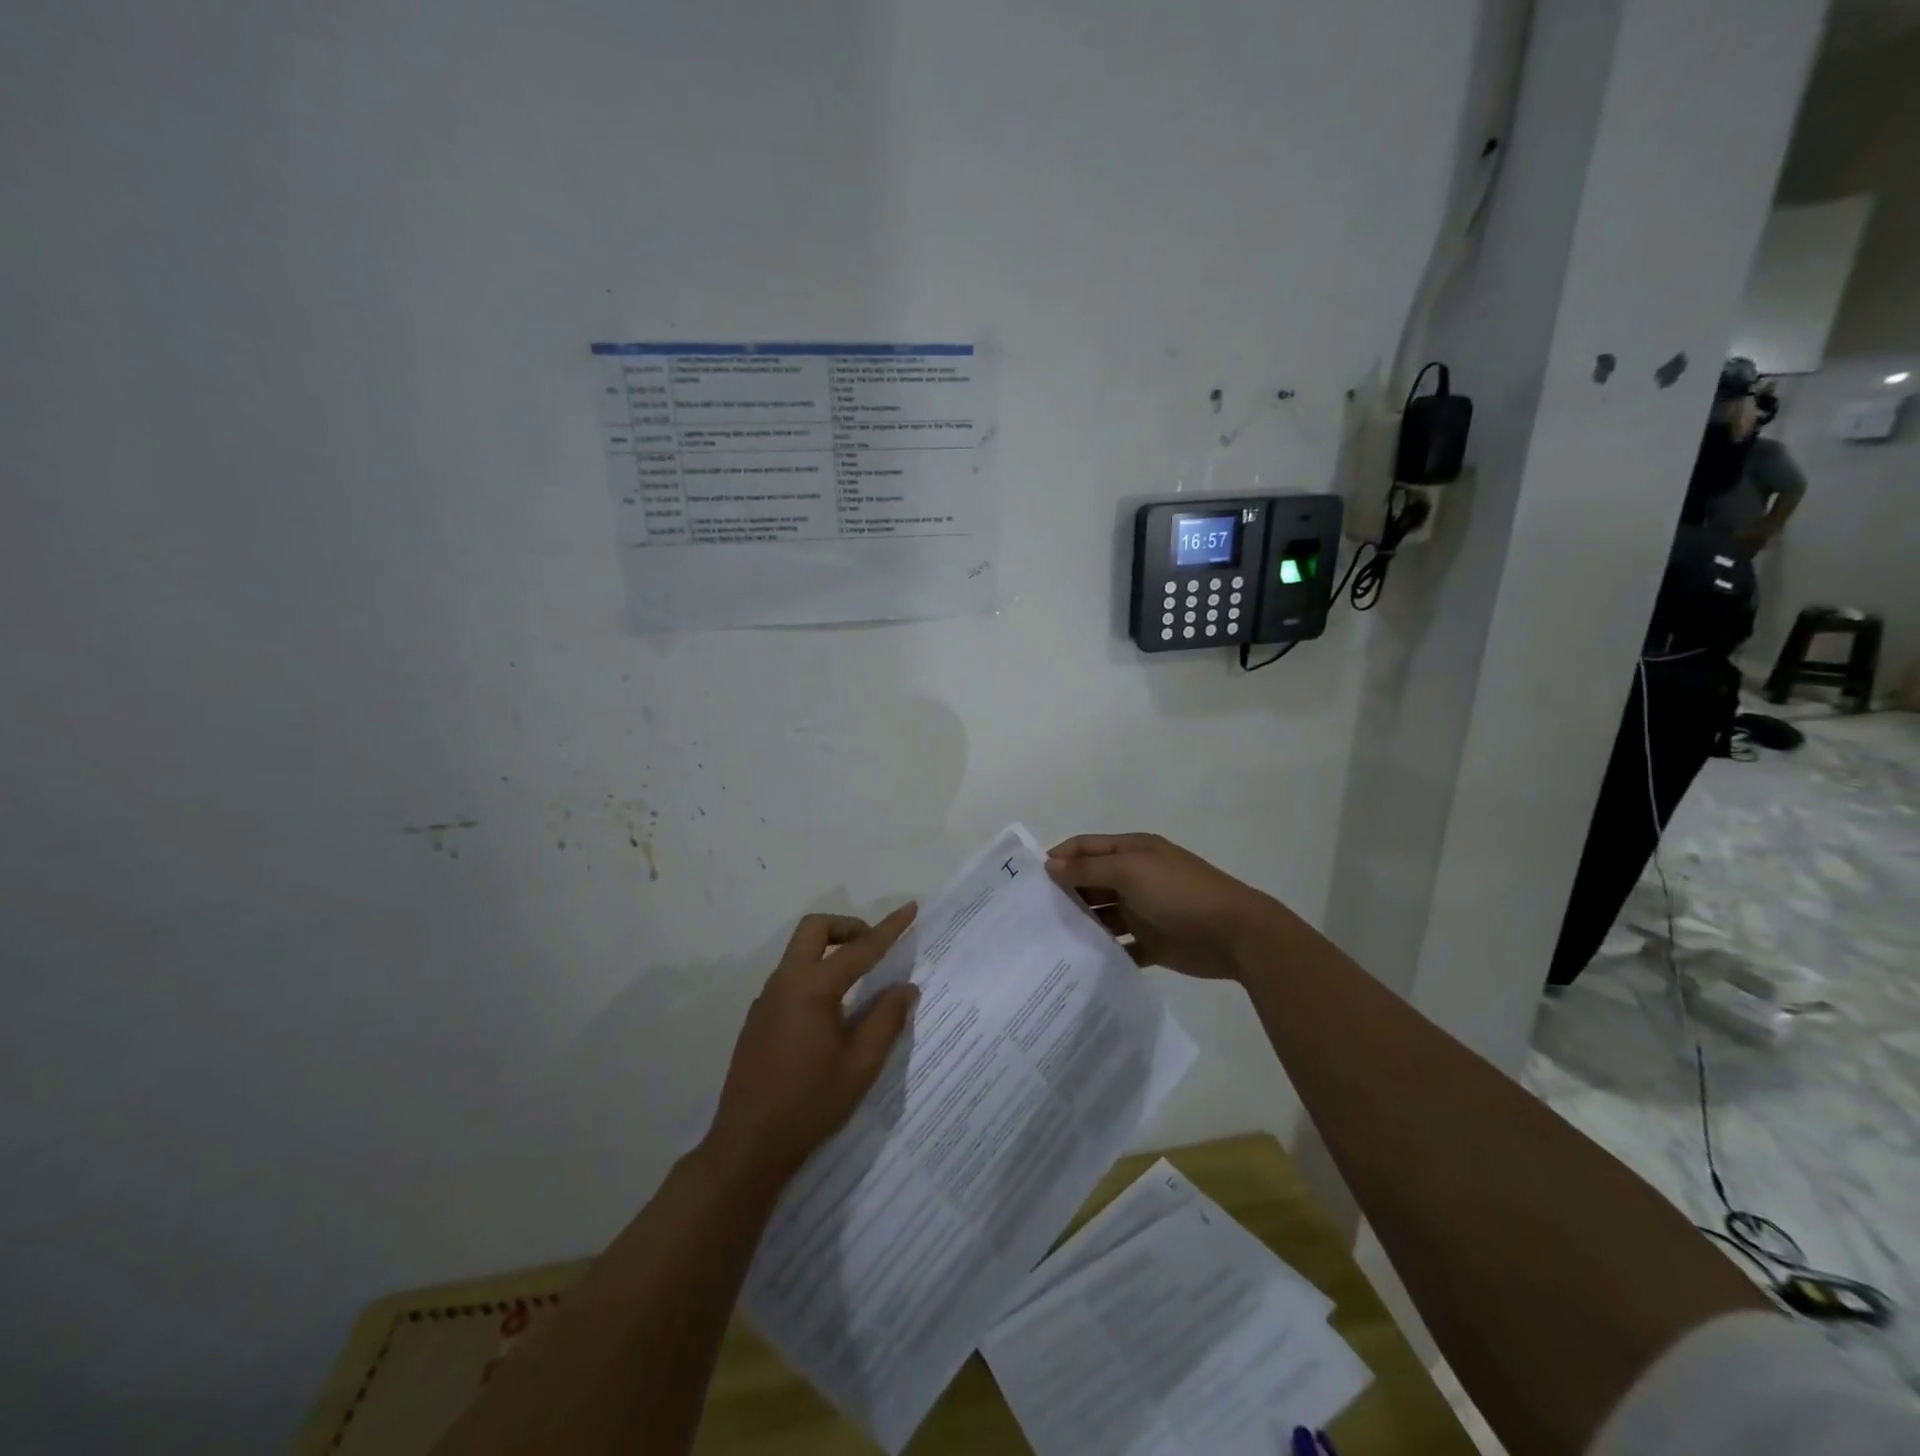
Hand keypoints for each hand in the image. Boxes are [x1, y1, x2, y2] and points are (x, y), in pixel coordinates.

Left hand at [703, 905, 919, 1187]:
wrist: (747, 1146)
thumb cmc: (810, 1104)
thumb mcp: (861, 1065)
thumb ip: (887, 1020)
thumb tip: (905, 988)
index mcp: (813, 988)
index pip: (859, 948)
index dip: (889, 928)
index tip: (910, 907)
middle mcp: (785, 983)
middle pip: (814, 929)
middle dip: (847, 927)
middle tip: (873, 947)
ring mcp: (766, 1000)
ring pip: (799, 952)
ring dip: (829, 951)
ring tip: (858, 984)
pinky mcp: (757, 1019)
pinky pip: (790, 979)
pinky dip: (815, 975)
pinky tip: (830, 1015)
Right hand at [1047, 833, 1287, 980]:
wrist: (1236, 934)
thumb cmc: (1180, 893)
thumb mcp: (1131, 872)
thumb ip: (1089, 869)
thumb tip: (1050, 865)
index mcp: (1132, 852)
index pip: (1085, 848)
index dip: (1058, 858)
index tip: (1030, 880)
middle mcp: (1135, 878)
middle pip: (1091, 882)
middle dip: (1065, 893)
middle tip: (1032, 914)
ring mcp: (1144, 911)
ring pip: (1103, 916)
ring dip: (1082, 924)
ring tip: (1049, 940)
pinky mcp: (1153, 943)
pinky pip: (1121, 947)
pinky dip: (1104, 952)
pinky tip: (1080, 962)